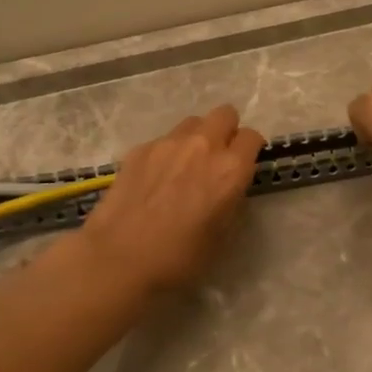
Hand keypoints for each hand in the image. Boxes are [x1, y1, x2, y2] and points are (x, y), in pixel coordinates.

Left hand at [80, 105, 264, 292]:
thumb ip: (232, 200)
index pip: (252, 137)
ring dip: (197, 137)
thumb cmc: (179, 257)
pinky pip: (164, 139)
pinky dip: (168, 152)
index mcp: (230, 169)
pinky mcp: (140, 149)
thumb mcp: (222, 235)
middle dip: (227, 131)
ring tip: (186, 165)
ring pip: (193, 122)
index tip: (244, 165)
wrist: (119, 258)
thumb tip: (228, 187)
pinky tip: (156, 178)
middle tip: (218, 158)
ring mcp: (168, 143)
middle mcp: (203, 146)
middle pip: (225, 114)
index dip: (251, 149)